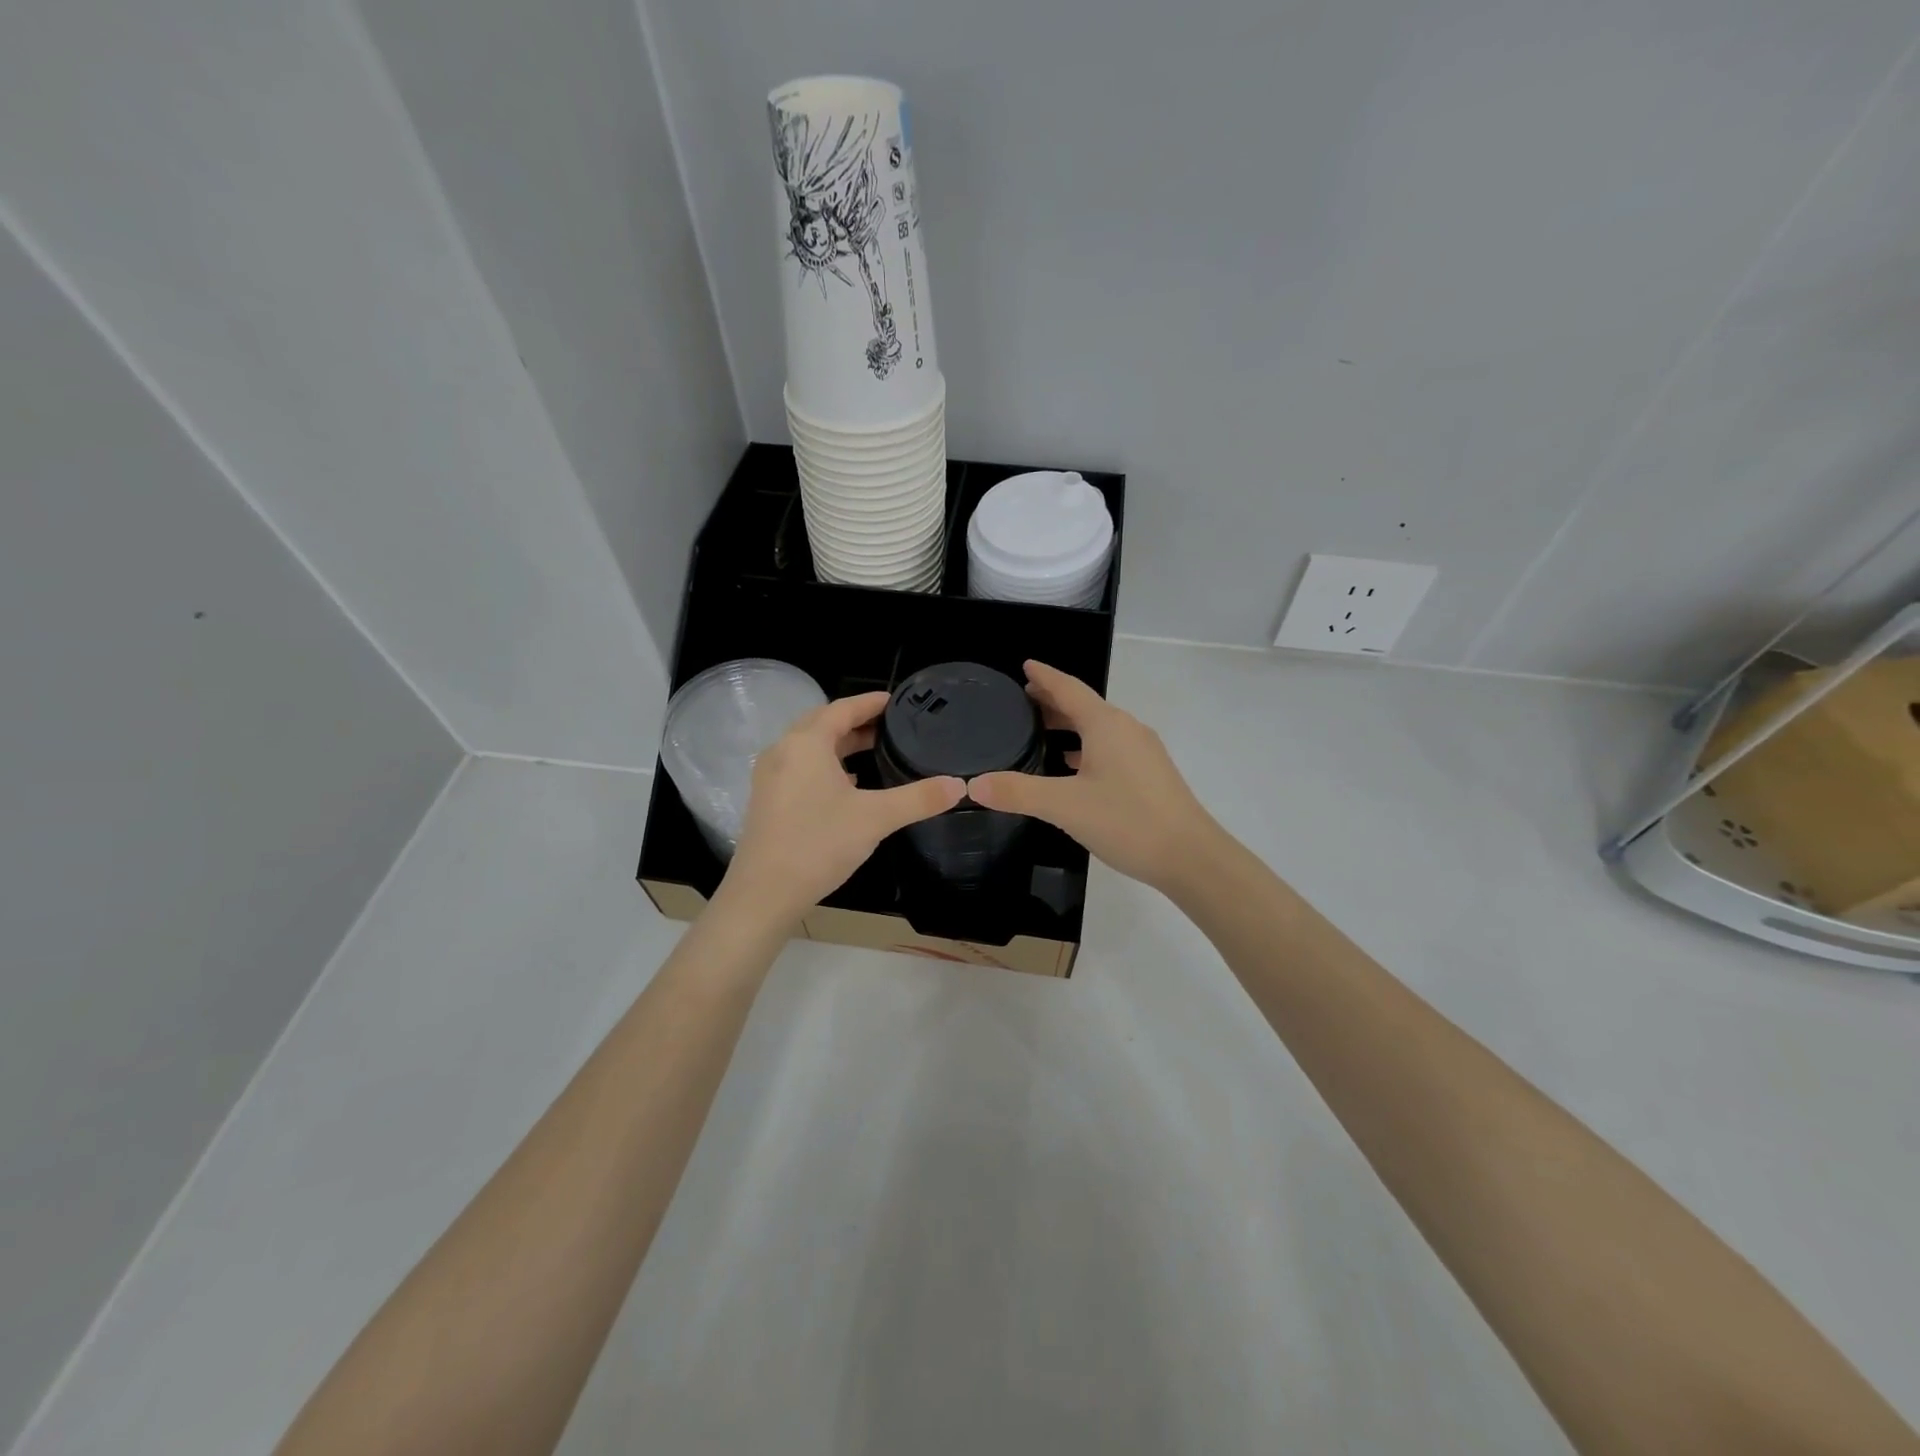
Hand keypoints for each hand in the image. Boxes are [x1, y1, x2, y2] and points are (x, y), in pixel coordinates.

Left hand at [722, 692, 964, 923]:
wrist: (764, 893)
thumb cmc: (819, 844)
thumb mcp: (876, 818)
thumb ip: (919, 798)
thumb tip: (959, 785)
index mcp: (806, 743)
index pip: (843, 708)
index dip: (871, 703)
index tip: (896, 701)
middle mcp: (783, 751)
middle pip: (823, 723)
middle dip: (856, 721)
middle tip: (890, 726)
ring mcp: (771, 776)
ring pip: (810, 747)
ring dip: (840, 744)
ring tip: (874, 751)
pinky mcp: (768, 799)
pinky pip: (800, 767)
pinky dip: (826, 765)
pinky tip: (847, 784)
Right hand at [967, 661, 1217, 894]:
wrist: (1190, 856)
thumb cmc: (1127, 821)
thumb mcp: (1064, 806)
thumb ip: (1018, 792)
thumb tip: (973, 784)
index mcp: (1106, 725)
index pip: (1069, 688)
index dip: (1044, 676)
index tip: (1025, 665)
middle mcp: (1126, 729)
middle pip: (1084, 705)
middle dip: (1053, 700)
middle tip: (1023, 699)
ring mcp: (1142, 751)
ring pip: (1098, 727)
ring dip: (1070, 724)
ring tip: (1042, 729)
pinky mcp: (1150, 773)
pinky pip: (1110, 747)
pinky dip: (1086, 746)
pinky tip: (1074, 766)